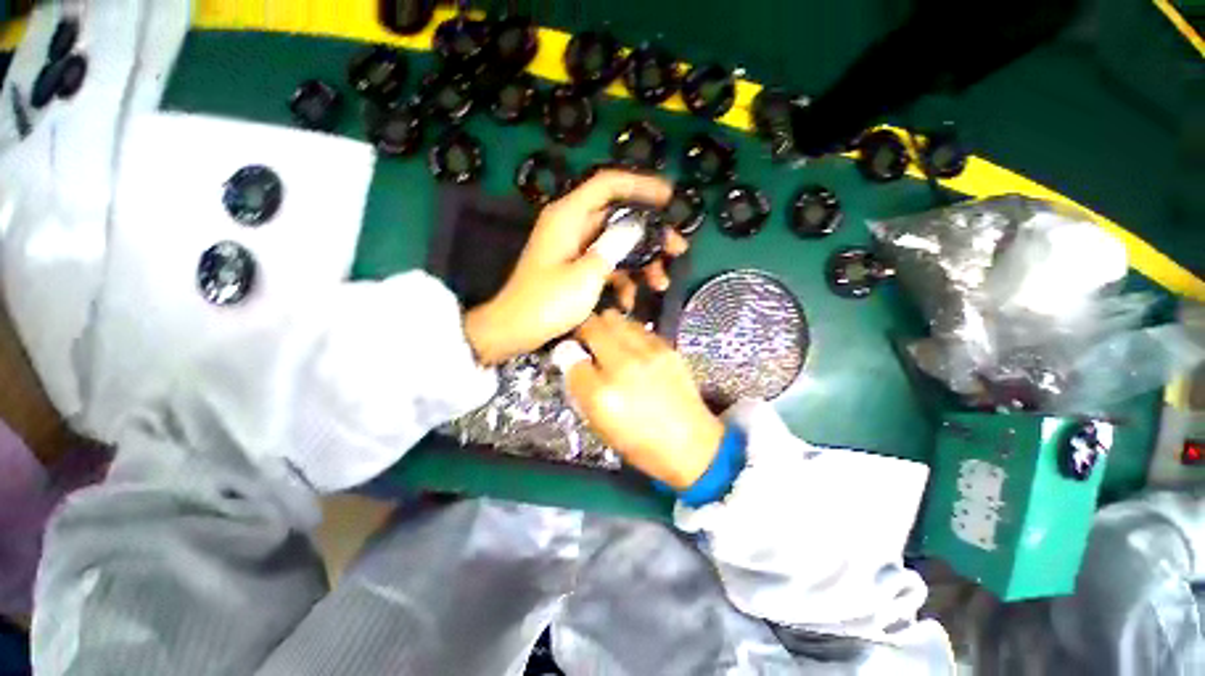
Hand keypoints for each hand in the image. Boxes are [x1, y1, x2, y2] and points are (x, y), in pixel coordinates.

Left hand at [464, 171, 674, 364]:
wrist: (516, 330)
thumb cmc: (547, 302)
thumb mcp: (585, 275)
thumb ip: (613, 247)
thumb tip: (636, 226)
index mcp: (569, 216)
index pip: (609, 185)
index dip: (641, 185)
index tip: (669, 199)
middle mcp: (573, 226)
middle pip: (619, 218)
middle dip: (650, 235)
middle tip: (677, 249)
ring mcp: (575, 248)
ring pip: (617, 244)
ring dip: (640, 263)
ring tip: (660, 283)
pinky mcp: (576, 267)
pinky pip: (606, 265)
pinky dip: (621, 280)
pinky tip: (629, 301)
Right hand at [565, 311, 724, 489]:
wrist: (691, 444)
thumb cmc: (639, 441)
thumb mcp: (600, 424)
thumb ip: (581, 388)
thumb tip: (570, 358)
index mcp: (602, 395)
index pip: (572, 358)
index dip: (569, 354)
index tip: (573, 355)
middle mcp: (623, 366)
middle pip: (593, 326)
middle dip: (585, 330)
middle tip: (588, 342)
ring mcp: (648, 353)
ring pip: (616, 319)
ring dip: (607, 327)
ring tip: (610, 342)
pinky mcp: (666, 347)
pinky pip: (638, 327)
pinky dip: (628, 332)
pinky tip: (632, 347)